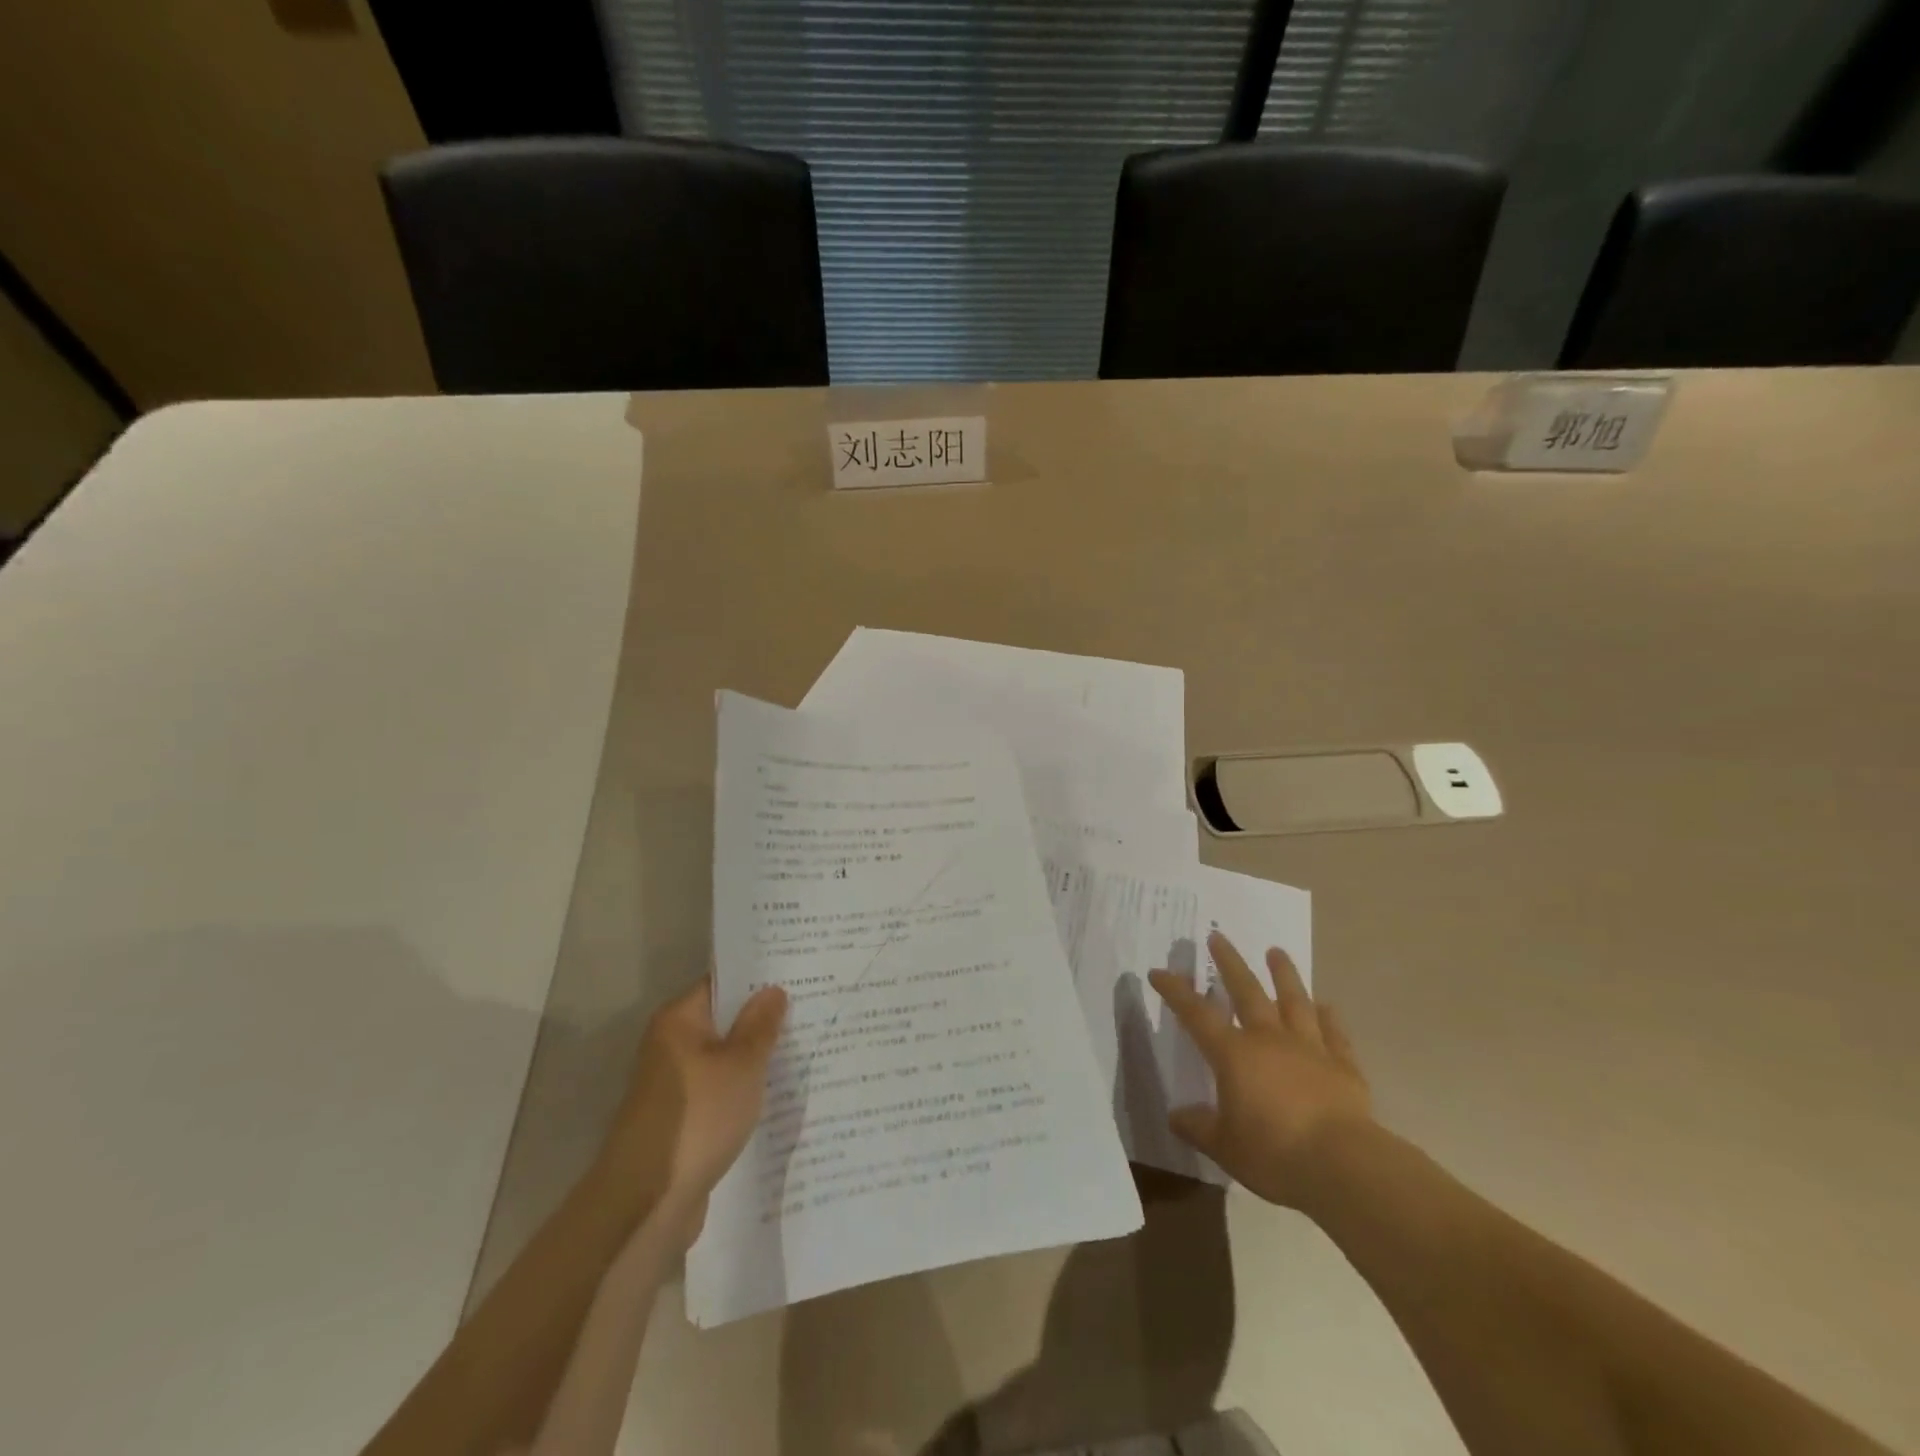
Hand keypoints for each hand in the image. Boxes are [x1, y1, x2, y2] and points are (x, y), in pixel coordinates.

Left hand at [597, 978, 786, 1247]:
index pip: (722, 983)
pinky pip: (720, 1091)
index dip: (758, 978)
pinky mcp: (683, 1119)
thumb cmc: (699, 1117)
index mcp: (679, 1021)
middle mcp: (671, 1045)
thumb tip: (772, 990)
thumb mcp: (742, 1065)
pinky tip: (779, 1093)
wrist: (649, 1201)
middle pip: (724, 1021)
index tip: (796, 974)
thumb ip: (760, 1026)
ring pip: (724, 1059)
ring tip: (804, 1047)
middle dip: (763, 1019)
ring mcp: (675, 1084)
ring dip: (756, 1058)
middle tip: (812, 1008)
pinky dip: (744, 1090)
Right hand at [1149, 932, 1370, 1209]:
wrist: (1342, 1164)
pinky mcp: (1343, 1066)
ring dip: (1284, 975)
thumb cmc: (1273, 1152)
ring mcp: (1309, 1049)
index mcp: (1234, 1054)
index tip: (1158, 972)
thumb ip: (1199, 1127)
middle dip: (1229, 963)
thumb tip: (1177, 1116)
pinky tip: (1326, 1006)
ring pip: (1294, 1001)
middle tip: (1218, 937)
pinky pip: (1334, 1034)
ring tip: (1276, 952)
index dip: (1175, 991)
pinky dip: (1329, 1018)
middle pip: (1247, 991)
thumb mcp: (1224, 1146)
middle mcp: (1269, 1039)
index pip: (1196, 1014)